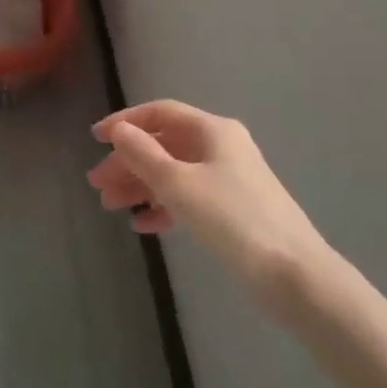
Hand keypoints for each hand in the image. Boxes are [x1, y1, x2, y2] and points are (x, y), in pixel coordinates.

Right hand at [88, 100, 325, 304]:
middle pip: (165, 145)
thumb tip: (119, 131)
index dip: (126, 123)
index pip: (161, 113)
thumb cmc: (231, 219)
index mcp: (213, 131)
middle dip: (129, 162)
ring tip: (110, 207)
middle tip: (97, 185)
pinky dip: (164, 206)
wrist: (291, 273)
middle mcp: (221, 147)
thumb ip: (144, 155)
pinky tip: (143, 225)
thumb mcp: (179, 184)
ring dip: (141, 186)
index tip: (95, 139)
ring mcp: (229, 179)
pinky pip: (189, 198)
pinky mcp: (232, 210)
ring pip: (174, 173)